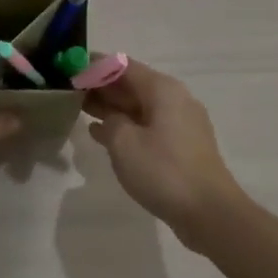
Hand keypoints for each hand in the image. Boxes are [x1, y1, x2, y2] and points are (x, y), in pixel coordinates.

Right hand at [83, 60, 245, 235]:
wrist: (208, 212)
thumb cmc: (163, 171)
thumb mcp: (124, 143)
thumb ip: (109, 121)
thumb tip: (109, 118)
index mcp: (162, 90)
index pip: (123, 66)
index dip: (95, 66)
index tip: (70, 70)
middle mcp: (174, 99)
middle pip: (132, 85)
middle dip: (101, 87)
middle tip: (69, 91)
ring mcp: (180, 123)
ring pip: (138, 106)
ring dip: (111, 108)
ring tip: (79, 110)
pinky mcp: (180, 145)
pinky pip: (146, 125)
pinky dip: (125, 126)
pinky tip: (101, 134)